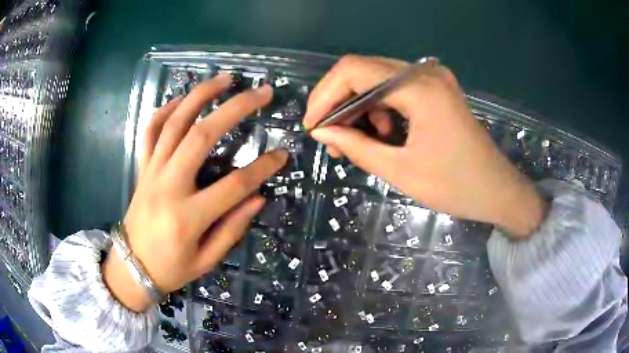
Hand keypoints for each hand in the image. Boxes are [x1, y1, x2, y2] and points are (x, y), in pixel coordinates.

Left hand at [103, 74, 287, 311]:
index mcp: (188, 217)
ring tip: (225, 78)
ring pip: (174, 123)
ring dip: (200, 95)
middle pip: (201, 136)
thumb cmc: (171, 268)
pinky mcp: (142, 168)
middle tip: (261, 92)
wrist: (132, 266)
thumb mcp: (207, 260)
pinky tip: (182, 98)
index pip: (234, 185)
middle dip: (235, 109)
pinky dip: (165, 109)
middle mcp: (169, 187)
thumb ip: (232, 228)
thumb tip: (258, 196)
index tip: (283, 154)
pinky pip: (151, 130)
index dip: (263, 167)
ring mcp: (152, 172)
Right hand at [304, 55, 545, 236]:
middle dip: (339, 102)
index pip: (353, 70)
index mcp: (420, 89)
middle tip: (331, 138)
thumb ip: (356, 147)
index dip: (324, 95)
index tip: (313, 127)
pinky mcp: (436, 88)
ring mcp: (433, 78)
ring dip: (358, 106)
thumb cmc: (455, 186)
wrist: (497, 190)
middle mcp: (425, 73)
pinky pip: (395, 88)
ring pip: (376, 79)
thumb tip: (321, 132)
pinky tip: (381, 133)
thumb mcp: (400, 171)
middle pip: (363, 70)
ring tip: (354, 141)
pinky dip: (379, 107)